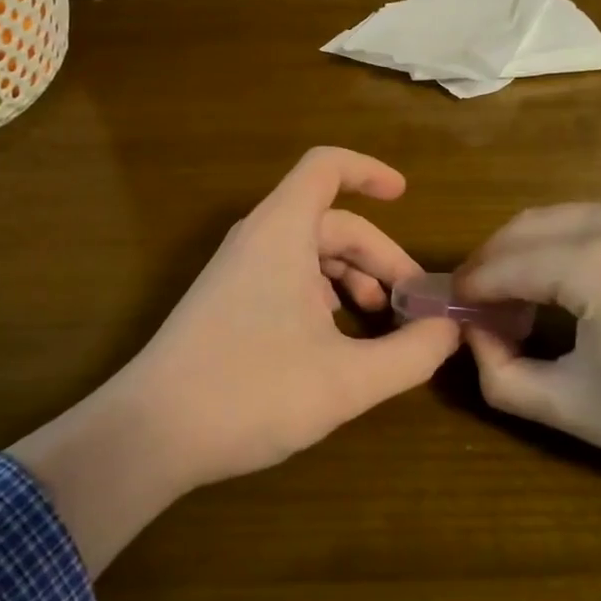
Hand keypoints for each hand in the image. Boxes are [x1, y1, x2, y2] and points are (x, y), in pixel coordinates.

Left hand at [112, 146, 460, 486]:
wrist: (149, 434)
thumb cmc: (250, 392)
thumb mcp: (346, 380)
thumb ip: (409, 354)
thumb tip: (450, 331)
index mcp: (282, 231)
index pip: (326, 167)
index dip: (369, 171)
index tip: (406, 196)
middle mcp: (258, 238)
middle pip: (331, 221)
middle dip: (378, 255)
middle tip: (411, 303)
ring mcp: (238, 270)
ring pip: (309, 252)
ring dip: (352, 277)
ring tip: (380, 322)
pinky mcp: (227, 301)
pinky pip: (286, 276)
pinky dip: (322, 294)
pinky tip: (339, 339)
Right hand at [456, 195, 600, 499]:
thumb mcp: (578, 410)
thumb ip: (502, 374)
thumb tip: (473, 335)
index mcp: (596, 262)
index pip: (503, 264)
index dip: (468, 290)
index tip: (447, 314)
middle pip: (522, 229)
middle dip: (491, 266)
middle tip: (479, 313)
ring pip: (554, 219)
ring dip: (524, 253)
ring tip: (519, 304)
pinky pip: (591, 219)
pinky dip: (562, 244)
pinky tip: (565, 286)